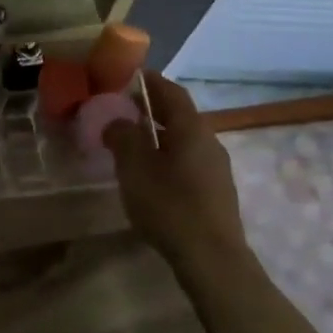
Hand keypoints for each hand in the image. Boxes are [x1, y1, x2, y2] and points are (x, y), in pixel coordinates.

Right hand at [104, 72, 249, 266]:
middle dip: (150, 108)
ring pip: (182, 140)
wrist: (211, 257)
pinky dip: (166, 155)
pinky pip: (187, 160)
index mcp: (191, 128)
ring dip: (157, 134)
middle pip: (178, 115)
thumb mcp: (134, 167)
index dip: (150, 81)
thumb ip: (123, 136)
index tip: (128, 75)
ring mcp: (216, 168)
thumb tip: (117, 121)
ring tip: (129, 142)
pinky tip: (149, 173)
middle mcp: (209, 141)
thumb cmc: (169, 205)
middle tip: (121, 108)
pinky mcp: (214, 191)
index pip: (171, 92)